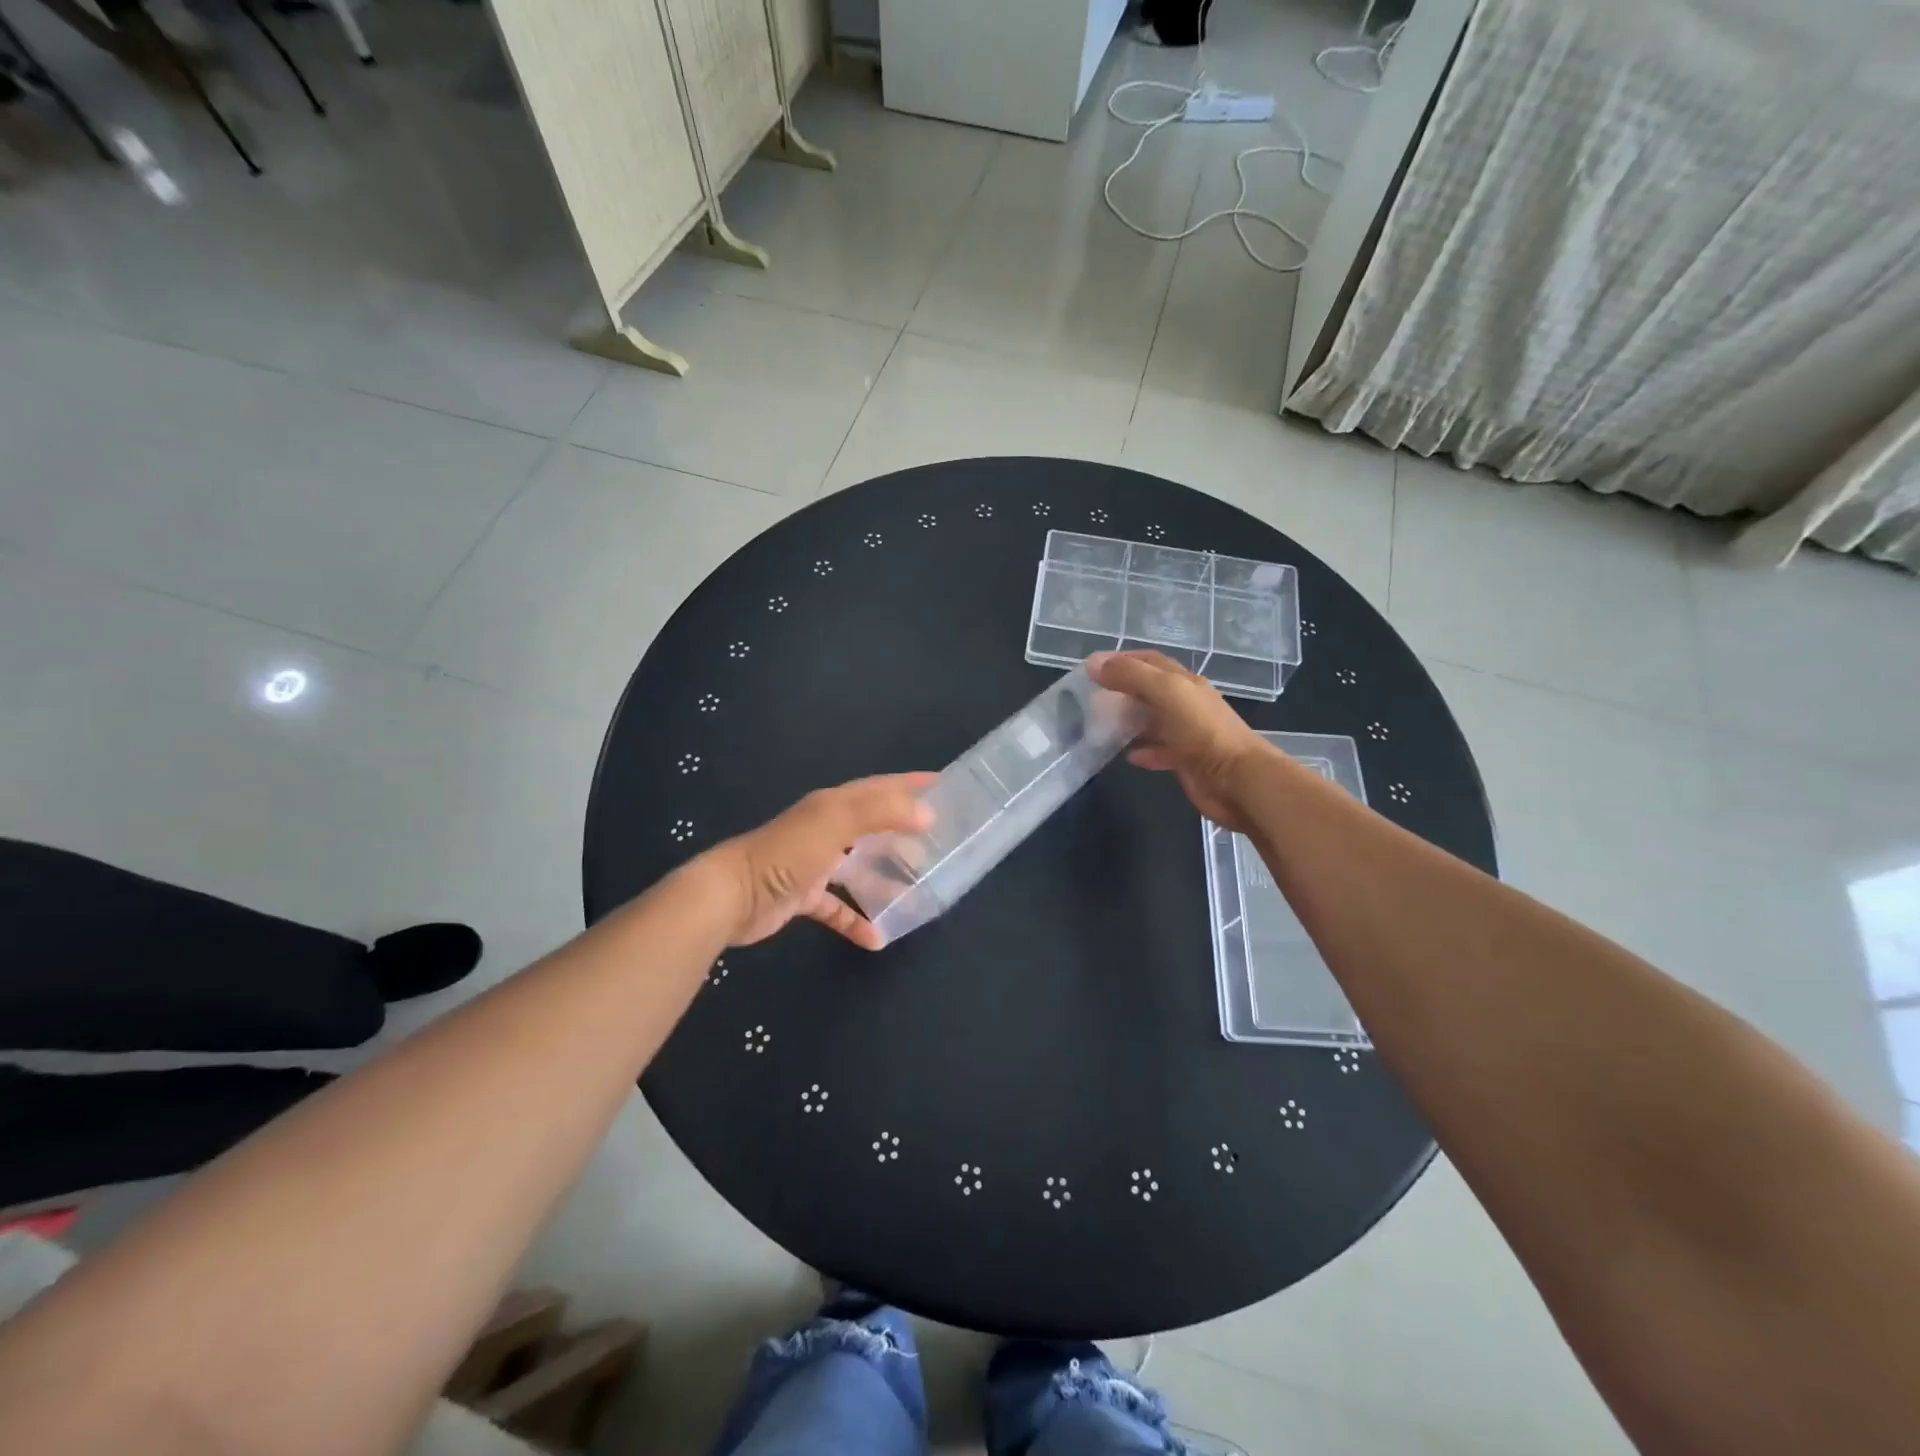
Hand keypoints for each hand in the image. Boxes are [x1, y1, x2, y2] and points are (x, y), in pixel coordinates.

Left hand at [707, 774, 935, 950]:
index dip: (911, 784)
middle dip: (904, 831)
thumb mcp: (837, 822)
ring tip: (917, 889)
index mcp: (834, 805)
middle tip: (939, 842)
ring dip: (885, 878)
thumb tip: (927, 813)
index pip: (880, 787)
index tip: (945, 785)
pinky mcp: (803, 896)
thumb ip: (883, 812)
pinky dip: (856, 919)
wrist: (731, 896)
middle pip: (873, 825)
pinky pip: (837, 907)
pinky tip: (876, 937)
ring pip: (858, 867)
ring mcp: (813, 864)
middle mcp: (825, 829)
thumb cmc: (787, 854)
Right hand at [1087, 651, 1266, 829]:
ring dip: (1128, 720)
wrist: (1237, 780)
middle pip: (1149, 690)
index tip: (1092, 667)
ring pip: (1152, 720)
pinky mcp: (1185, 760)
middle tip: (1090, 699)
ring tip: (1100, 726)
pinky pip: (1158, 750)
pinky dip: (1142, 750)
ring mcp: (1187, 733)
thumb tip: (1094, 664)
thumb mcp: (1166, 692)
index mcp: (1184, 682)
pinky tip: (1126, 755)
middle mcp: (1186, 703)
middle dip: (1121, 690)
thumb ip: (1131, 676)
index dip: (1122, 659)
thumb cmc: (1202, 731)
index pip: (1150, 661)